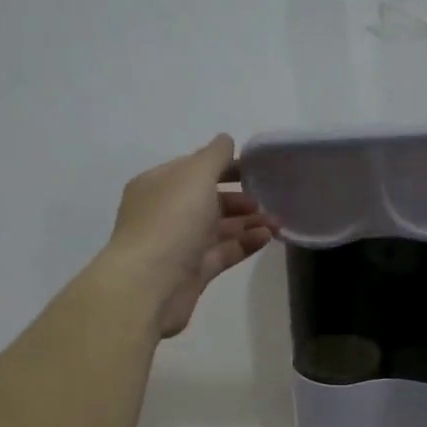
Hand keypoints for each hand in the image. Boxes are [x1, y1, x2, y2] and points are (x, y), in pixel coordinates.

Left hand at [105, 135, 274, 337]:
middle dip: (239, 198)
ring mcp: (179, 245)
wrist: (149, 286)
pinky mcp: (193, 272)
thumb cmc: (170, 223)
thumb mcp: (194, 177)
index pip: (193, 169)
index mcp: (158, 185)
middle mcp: (166, 213)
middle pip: (207, 200)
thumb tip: (226, 140)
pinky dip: (244, 244)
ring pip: (218, 228)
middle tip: (266, 199)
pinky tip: (267, 238)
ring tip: (277, 222)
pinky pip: (223, 252)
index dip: (224, 166)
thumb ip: (214, 156)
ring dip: (248, 222)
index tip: (255, 169)